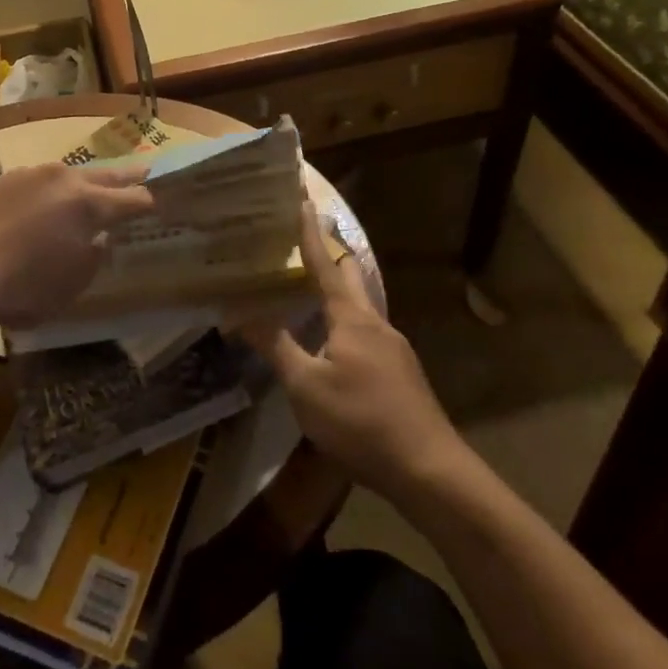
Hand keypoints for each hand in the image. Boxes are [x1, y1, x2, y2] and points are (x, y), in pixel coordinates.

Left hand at [0, 163, 154, 326]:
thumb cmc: (24, 288)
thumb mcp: (74, 283)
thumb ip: (96, 255)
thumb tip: (100, 237)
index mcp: (89, 204)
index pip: (134, 199)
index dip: (151, 203)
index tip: (162, 205)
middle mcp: (65, 179)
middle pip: (107, 175)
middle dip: (128, 178)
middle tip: (146, 171)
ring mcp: (33, 175)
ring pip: (72, 174)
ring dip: (88, 182)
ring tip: (95, 190)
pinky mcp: (7, 180)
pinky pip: (42, 181)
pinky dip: (54, 190)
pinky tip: (48, 204)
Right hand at [243, 204, 460, 498]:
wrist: (428, 470)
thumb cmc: (360, 421)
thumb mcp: (306, 386)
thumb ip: (274, 346)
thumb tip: (238, 314)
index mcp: (352, 318)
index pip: (326, 264)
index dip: (310, 232)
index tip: (303, 198)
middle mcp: (376, 323)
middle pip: (351, 277)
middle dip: (329, 254)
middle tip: (303, 239)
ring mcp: (394, 348)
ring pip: (360, 306)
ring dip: (337, 291)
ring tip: (309, 289)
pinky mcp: (400, 373)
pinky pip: (367, 332)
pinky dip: (344, 321)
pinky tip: (332, 343)